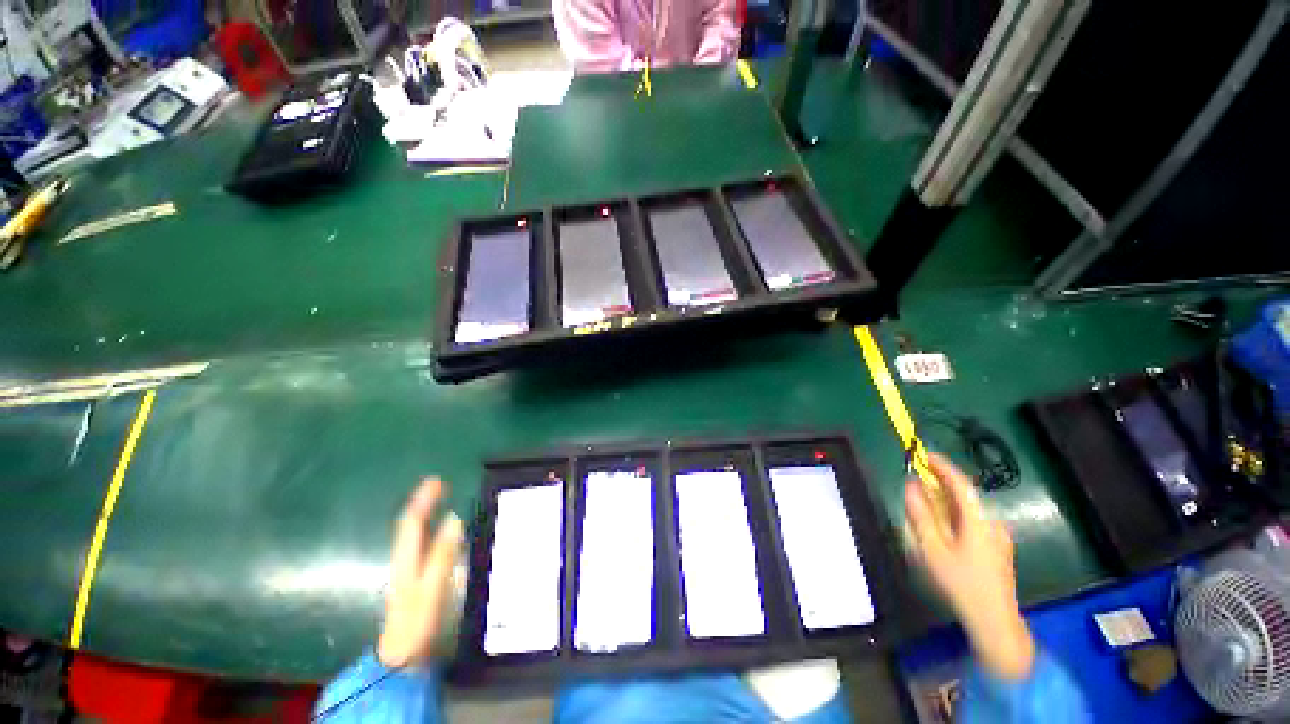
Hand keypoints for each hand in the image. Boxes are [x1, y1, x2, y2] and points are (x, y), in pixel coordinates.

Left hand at [377, 478, 464, 668]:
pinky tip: (444, 535)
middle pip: (411, 527)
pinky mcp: (415, 583)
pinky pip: (424, 548)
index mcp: (407, 559)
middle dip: (423, 504)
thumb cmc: (417, 622)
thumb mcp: (432, 587)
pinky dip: (432, 533)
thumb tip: (454, 518)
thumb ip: (443, 554)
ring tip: (441, 502)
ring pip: (416, 537)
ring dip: (427, 516)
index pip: (412, 523)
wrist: (402, 659)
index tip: (436, 480)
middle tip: (440, 485)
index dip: (423, 500)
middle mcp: (405, 561)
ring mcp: (409, 573)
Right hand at [905, 454, 1034, 679]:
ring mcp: (999, 537)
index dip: (942, 466)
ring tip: (924, 513)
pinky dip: (955, 518)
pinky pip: (973, 523)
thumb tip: (911, 486)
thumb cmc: (961, 583)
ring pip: (967, 511)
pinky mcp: (998, 548)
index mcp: (978, 522)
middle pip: (964, 497)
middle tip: (915, 485)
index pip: (960, 484)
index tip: (923, 454)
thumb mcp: (932, 550)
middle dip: (939, 487)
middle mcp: (992, 524)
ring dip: (945, 504)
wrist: (994, 621)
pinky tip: (943, 533)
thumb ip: (920, 515)